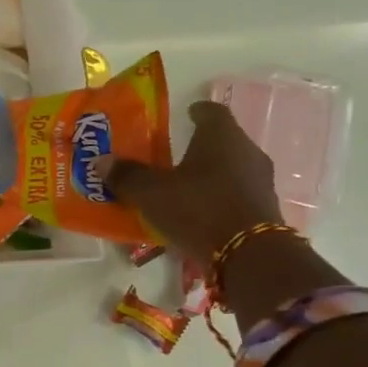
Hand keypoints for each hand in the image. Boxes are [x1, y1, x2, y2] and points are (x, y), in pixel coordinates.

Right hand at [94, 101, 280, 261]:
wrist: (250, 255)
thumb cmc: (198, 209)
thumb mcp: (151, 193)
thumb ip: (127, 175)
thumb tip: (102, 161)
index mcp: (221, 136)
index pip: (212, 111)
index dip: (196, 111)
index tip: (185, 114)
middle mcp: (247, 151)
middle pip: (223, 140)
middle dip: (200, 144)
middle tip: (174, 153)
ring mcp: (261, 180)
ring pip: (232, 167)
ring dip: (211, 172)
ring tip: (185, 184)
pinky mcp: (265, 208)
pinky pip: (237, 192)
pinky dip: (220, 195)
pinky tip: (201, 210)